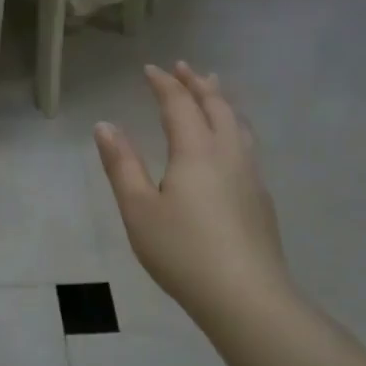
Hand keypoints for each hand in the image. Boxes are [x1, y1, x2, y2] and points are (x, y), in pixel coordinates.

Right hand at [94, 62, 292, 319]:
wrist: (245, 296)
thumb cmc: (182, 251)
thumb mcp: (138, 209)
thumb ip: (121, 165)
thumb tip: (105, 125)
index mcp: (196, 151)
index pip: (180, 105)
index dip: (164, 85)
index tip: (151, 69)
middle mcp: (228, 154)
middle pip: (216, 107)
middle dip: (197, 84)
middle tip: (183, 68)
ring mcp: (250, 175)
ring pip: (238, 124)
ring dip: (222, 101)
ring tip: (214, 89)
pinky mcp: (260, 198)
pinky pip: (247, 144)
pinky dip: (234, 125)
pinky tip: (231, 142)